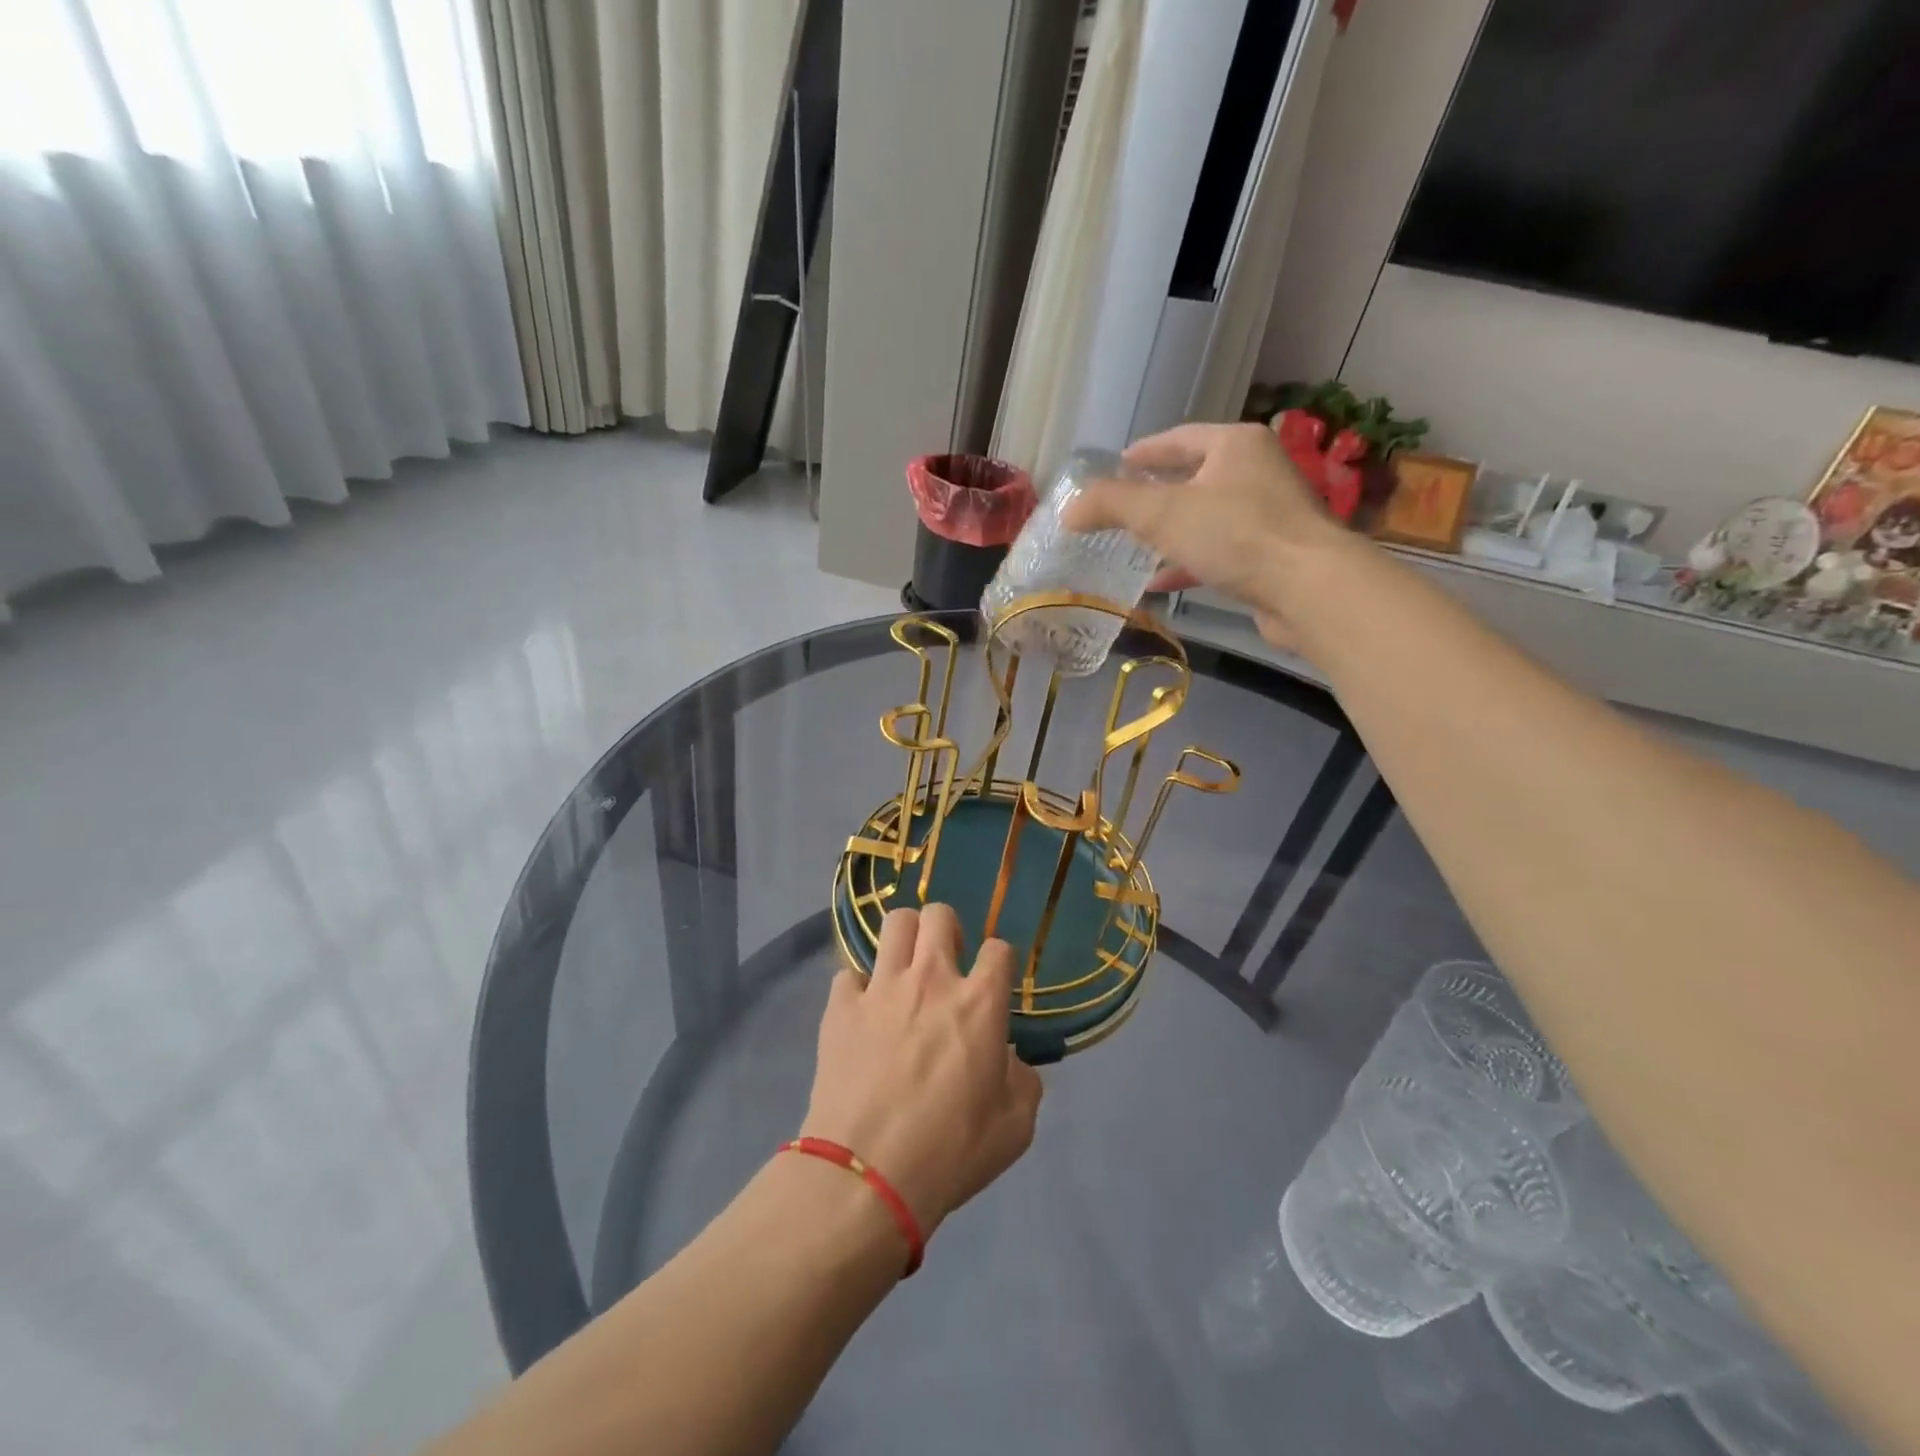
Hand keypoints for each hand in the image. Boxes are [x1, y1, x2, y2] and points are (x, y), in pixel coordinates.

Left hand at [802, 905, 1042, 1239]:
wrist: (867, 1175)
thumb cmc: (951, 1152)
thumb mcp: (1015, 1127)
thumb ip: (1023, 1080)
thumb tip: (1010, 1059)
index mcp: (979, 1002)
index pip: (999, 948)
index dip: (1000, 961)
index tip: (994, 983)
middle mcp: (931, 979)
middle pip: (939, 915)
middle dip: (947, 930)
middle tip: (946, 963)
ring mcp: (881, 988)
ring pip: (894, 924)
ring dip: (905, 940)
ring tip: (905, 970)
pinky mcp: (840, 1007)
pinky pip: (849, 975)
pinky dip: (859, 989)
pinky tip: (863, 1015)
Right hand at [1062, 421, 1364, 652]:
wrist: (1307, 588)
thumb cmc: (1234, 534)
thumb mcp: (1160, 514)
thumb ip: (1110, 505)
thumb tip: (1068, 510)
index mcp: (1235, 445)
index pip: (1180, 439)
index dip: (1145, 451)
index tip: (1117, 464)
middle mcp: (1257, 471)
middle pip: (1196, 476)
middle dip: (1157, 493)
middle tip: (1122, 506)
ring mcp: (1269, 515)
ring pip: (1207, 517)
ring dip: (1172, 532)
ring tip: (1135, 545)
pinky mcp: (1272, 555)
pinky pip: (1220, 551)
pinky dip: (1189, 562)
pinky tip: (1162, 581)